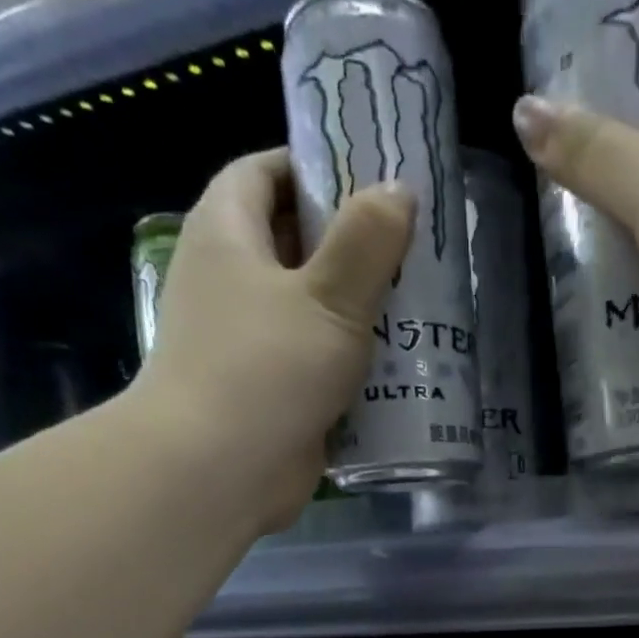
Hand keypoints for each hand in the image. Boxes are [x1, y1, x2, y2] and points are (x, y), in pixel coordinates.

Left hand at [130, 150, 413, 533]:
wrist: (218, 471)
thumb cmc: (267, 369)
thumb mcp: (329, 297)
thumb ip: (366, 242)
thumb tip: (397, 190)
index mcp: (227, 236)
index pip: (264, 173)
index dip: (314, 166)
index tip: (372, 180)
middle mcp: (231, 283)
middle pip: (294, 244)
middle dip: (351, 245)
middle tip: (413, 251)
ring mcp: (249, 344)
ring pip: (311, 311)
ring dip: (359, 311)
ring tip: (419, 309)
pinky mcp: (271, 395)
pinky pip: (317, 365)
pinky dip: (352, 365)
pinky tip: (400, 371)